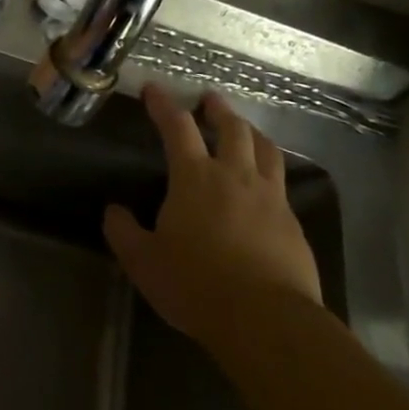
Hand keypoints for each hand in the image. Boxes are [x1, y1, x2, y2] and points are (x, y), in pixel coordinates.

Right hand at [103, 86, 323, 338]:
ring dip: (252, 133)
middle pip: (232, 129)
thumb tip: (115, 211)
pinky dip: (271, 171)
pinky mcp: (293, 224)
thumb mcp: (142, 261)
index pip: (177, 127)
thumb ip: (123, 231)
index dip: (163, 105)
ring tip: (245, 130)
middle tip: (210, 100)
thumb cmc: (195, 284)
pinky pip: (282, 184)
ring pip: (266, 150)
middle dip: (218, 110)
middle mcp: (235, 177)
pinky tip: (266, 184)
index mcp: (194, 178)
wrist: (266, 320)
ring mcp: (270, 199)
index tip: (154, 89)